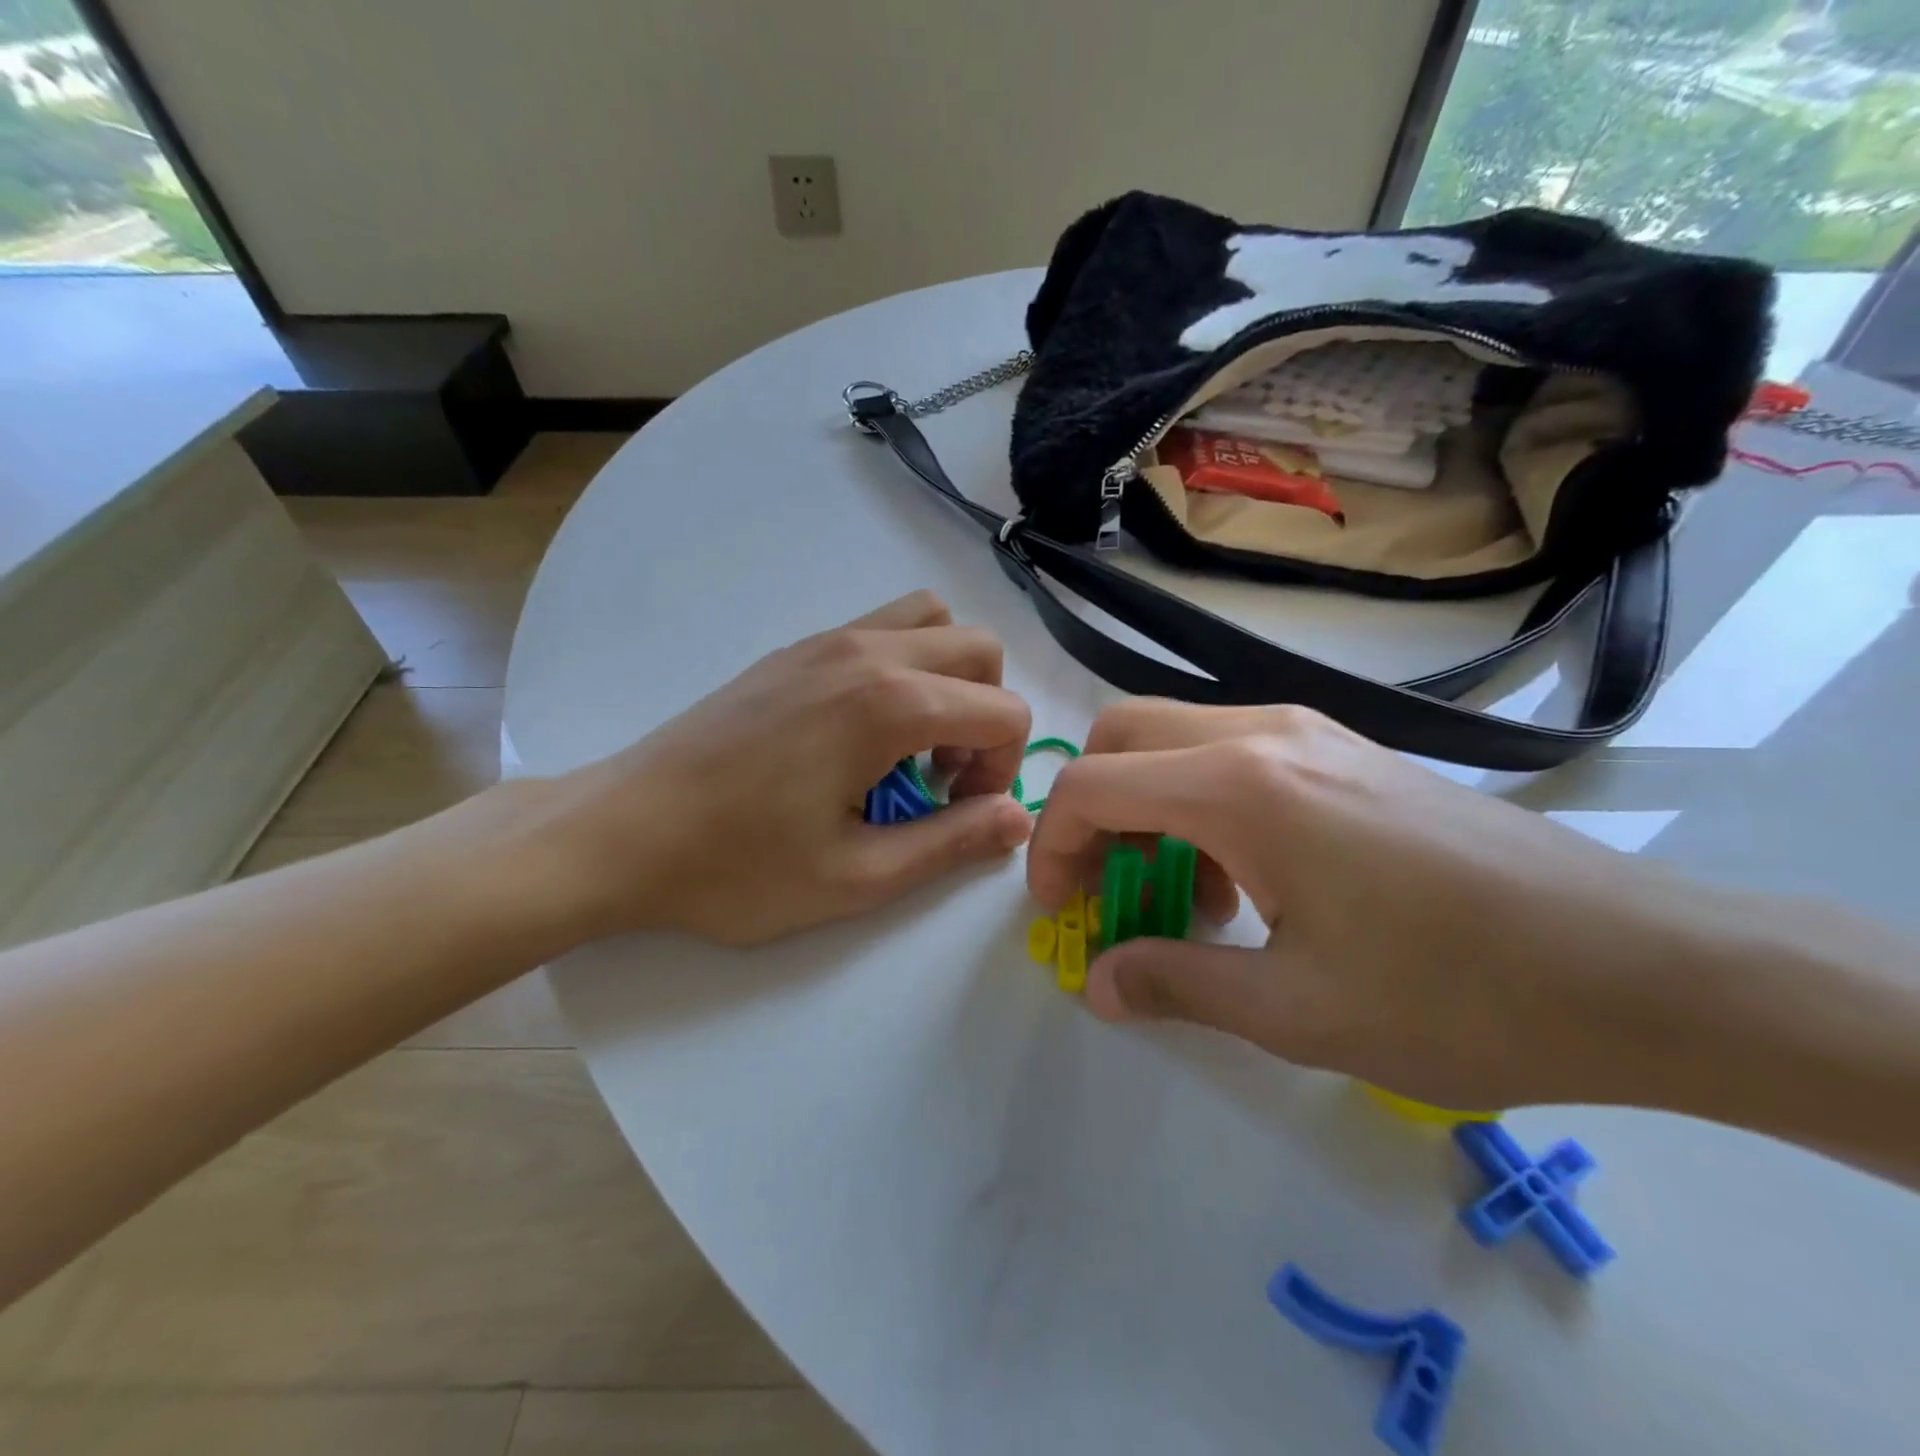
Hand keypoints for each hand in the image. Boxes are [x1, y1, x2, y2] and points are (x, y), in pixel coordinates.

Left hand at [540, 591, 1032, 946]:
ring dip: (950, 678)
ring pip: (930, 621)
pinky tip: (863, 732)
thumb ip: (951, 843)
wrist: (622, 830)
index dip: (1003, 769)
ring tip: (912, 744)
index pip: (1003, 710)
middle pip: (979, 648)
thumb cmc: (737, 866)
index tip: (959, 813)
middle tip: (944, 777)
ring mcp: (824, 641)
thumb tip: (1018, 820)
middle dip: (988, 714)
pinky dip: (905, 666)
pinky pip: (880, 629)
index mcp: (889, 703)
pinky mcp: (794, 650)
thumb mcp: (857, 877)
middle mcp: (865, 651)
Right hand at [1027, 700, 1695, 1111]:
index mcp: (1238, 787)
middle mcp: (1262, 732)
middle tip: (1110, 888)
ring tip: (1188, 894)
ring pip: (1175, 736)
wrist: (1643, 965)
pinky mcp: (1343, 747)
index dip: (1053, 847)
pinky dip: (1198, 800)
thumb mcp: (1295, 1010)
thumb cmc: (1458, 994)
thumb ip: (1175, 982)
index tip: (1062, 911)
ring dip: (1146, 805)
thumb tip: (1098, 984)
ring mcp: (1308, 730)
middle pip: (1123, 734)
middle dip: (1091, 810)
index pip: (1092, 785)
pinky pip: (1230, 750)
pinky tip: (1248, 875)